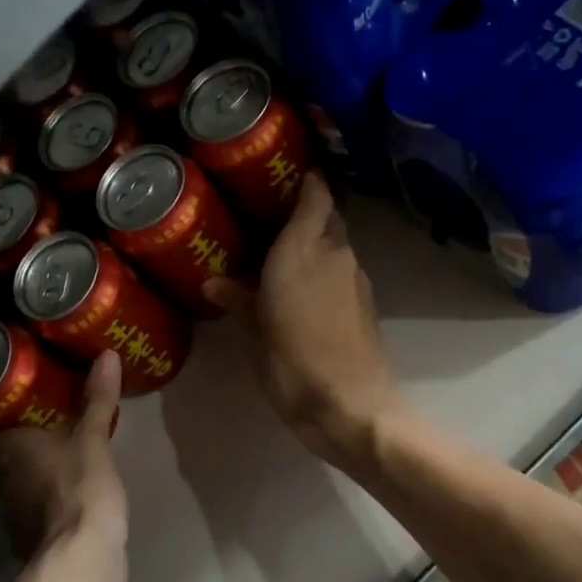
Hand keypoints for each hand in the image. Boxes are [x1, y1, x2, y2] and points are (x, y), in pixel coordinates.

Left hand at [0, 352, 127, 571]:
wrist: (82, 559)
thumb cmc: (81, 489)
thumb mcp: (93, 439)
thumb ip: (97, 400)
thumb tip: (106, 354)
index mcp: (11, 448)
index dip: (10, 413)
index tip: (31, 401)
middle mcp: (5, 479)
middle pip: (11, 454)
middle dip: (30, 441)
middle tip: (56, 421)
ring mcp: (17, 513)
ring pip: (24, 483)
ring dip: (40, 473)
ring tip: (67, 454)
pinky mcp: (35, 538)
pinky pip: (39, 509)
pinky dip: (51, 501)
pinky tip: (72, 494)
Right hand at [204, 174, 403, 468]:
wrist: (351, 405)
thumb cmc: (293, 364)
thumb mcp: (255, 334)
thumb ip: (239, 300)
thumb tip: (214, 281)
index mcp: (302, 250)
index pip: (315, 196)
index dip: (306, 181)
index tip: (288, 176)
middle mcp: (335, 254)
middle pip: (329, 218)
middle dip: (308, 214)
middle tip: (275, 222)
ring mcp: (357, 279)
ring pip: (338, 246)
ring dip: (318, 246)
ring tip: (286, 259)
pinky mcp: (368, 304)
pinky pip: (344, 273)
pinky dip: (328, 273)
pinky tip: (307, 293)